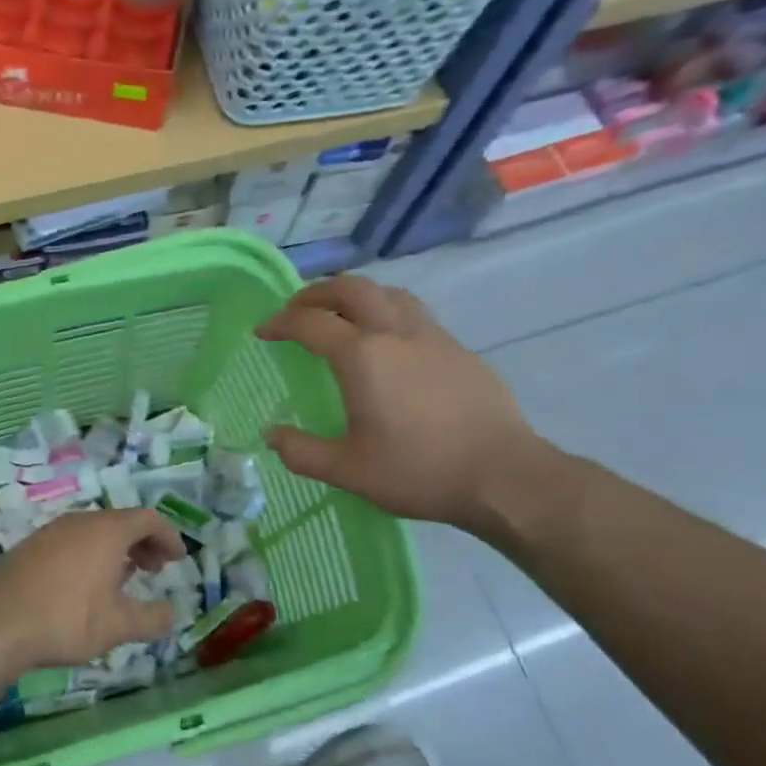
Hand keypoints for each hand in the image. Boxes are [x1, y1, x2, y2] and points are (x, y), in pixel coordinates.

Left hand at [0, 508, 186, 669]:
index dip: (168, 536)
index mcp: (107, 531)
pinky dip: (88, 555)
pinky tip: (83, 586)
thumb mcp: (118, 626)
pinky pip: (69, 542)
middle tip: (153, 569)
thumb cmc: (66, 619)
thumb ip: (152, 619)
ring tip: (121, 579)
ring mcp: (50, 532)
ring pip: (92, 531)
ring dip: (114, 550)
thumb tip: (173, 613)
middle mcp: (79, 522)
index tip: (178, 558)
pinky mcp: (28, 547)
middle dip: (142, 543)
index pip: (148, 519)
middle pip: (120, 522)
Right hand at [257, 277, 544, 530]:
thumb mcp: (348, 470)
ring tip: (341, 314)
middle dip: (317, 292)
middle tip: (297, 308)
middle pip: (351, 289)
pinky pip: (415, 314)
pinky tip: (389, 343)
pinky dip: (388, 312)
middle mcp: (396, 333)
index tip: (262, 331)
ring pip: (389, 294)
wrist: (502, 475)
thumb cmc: (418, 472)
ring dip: (356, 295)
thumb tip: (271, 434)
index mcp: (362, 357)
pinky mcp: (460, 351)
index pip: (310, 323)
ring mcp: (433, 337)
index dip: (280, 322)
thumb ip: (302, 451)